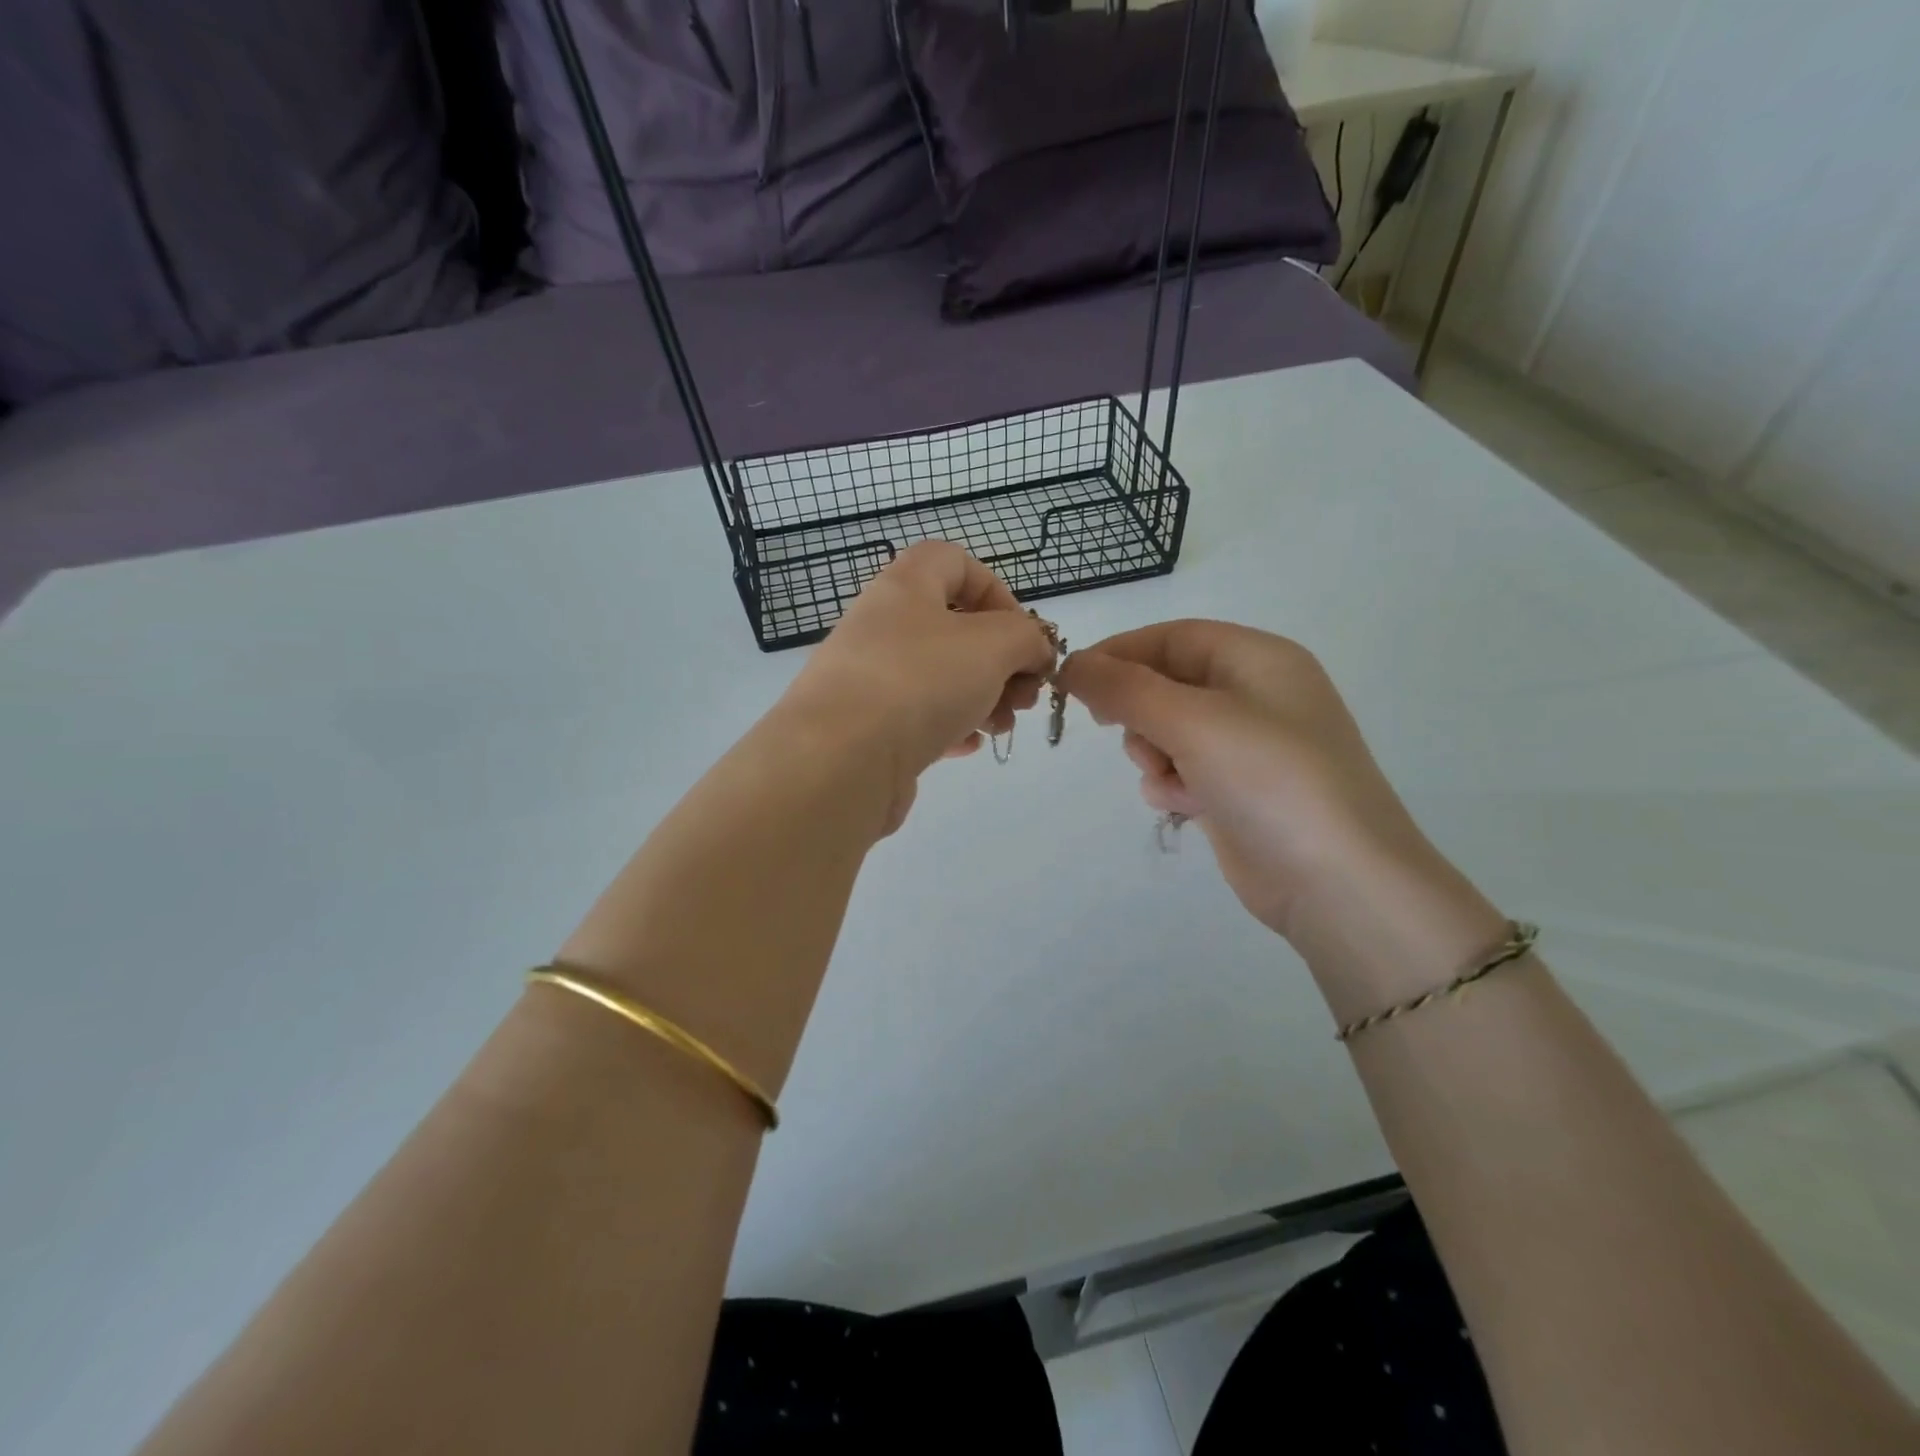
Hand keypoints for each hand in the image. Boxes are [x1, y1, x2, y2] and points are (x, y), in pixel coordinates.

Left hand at [780, 542, 1055, 830]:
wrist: (839, 760)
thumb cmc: (920, 682)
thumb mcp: (993, 645)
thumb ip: (1026, 638)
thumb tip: (1035, 651)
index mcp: (905, 587)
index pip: (953, 561)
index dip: (996, 590)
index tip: (1022, 633)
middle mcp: (881, 625)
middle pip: (953, 628)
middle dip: (1001, 659)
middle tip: (1025, 693)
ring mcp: (869, 678)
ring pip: (939, 677)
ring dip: (983, 697)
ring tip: (1003, 725)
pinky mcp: (866, 727)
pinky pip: (918, 716)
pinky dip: (950, 726)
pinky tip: (969, 745)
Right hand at [1059, 620, 1436, 936]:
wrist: (1336, 882)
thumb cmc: (1269, 780)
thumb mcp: (1193, 721)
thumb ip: (1126, 688)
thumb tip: (1073, 665)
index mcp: (1258, 659)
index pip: (1173, 637)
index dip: (1120, 652)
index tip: (1073, 678)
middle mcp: (1256, 696)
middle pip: (1168, 683)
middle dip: (1137, 709)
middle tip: (1113, 728)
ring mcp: (1249, 747)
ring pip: (1168, 730)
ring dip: (1152, 752)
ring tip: (1167, 778)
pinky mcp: (1239, 791)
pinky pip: (1183, 769)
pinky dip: (1172, 783)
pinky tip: (1183, 805)